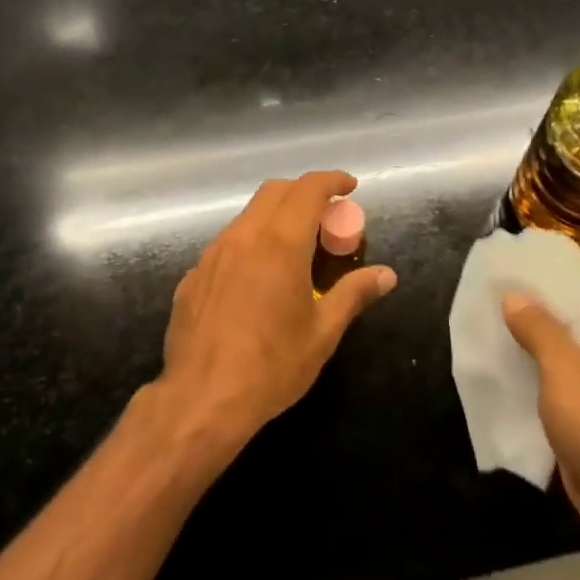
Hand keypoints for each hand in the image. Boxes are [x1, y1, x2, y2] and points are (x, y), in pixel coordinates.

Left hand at [155, 171, 396, 459]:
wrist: (202, 399)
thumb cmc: (272, 366)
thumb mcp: (323, 333)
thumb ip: (354, 294)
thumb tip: (387, 275)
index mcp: (280, 243)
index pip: (308, 189)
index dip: (331, 180)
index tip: (349, 186)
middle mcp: (243, 237)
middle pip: (274, 192)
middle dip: (303, 192)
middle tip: (326, 216)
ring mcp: (212, 254)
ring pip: (247, 216)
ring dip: (275, 217)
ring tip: (294, 247)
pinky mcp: (193, 275)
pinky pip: (226, 245)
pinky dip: (250, 244)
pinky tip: (257, 280)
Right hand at [501, 293, 579, 560]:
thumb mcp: (563, 368)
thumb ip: (538, 328)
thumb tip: (514, 295)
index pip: (571, 299)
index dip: (534, 289)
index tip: (496, 281)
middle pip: (561, 331)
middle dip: (523, 324)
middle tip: (478, 310)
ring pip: (554, 366)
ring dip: (523, 358)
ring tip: (480, 341)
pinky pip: (553, 396)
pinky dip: (529, 389)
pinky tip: (497, 383)